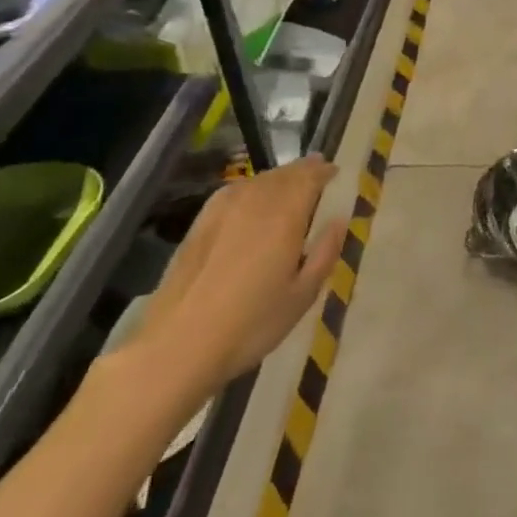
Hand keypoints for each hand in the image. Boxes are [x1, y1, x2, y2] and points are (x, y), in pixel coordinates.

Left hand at [128, 155, 348, 400]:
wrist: (178, 345)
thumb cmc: (252, 324)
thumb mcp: (303, 295)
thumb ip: (325, 252)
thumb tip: (338, 220)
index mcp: (284, 216)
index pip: (309, 177)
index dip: (324, 171)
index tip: (336, 172)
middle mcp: (254, 203)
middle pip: (282, 174)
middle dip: (302, 170)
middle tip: (317, 172)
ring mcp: (222, 211)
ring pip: (257, 181)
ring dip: (277, 178)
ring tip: (288, 185)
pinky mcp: (199, 225)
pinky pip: (233, 192)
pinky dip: (250, 188)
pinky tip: (251, 200)